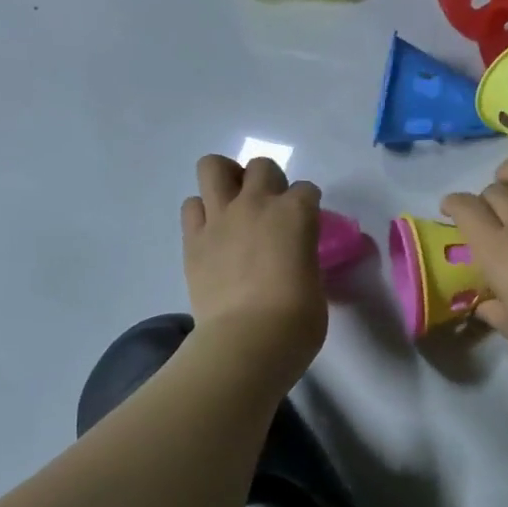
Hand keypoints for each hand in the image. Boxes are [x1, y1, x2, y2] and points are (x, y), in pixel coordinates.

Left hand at [182, 156, 325, 383]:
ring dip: (227, 180)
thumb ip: (304, 257)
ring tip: (234, 205)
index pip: (307, 190)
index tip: (306, 226)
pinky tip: (214, 233)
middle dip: (269, 181)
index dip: (307, 207)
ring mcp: (221, 218)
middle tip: (270, 210)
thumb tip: (294, 259)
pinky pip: (192, 206)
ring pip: (214, 167)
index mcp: (298, 214)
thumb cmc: (298, 318)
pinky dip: (203, 213)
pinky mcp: (193, 239)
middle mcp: (258, 204)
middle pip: (262, 167)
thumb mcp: (315, 280)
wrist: (250, 339)